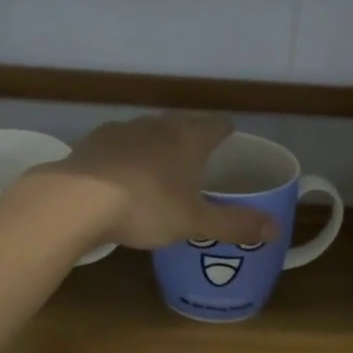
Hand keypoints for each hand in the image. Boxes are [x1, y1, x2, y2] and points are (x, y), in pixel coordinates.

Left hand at [48, 114, 276, 251]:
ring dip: (156, 143)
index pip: (216, 125)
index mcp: (189, 139)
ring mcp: (122, 130)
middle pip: (181, 123)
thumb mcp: (195, 222)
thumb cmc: (146, 207)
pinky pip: (118, 144)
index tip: (230, 135)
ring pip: (148, 131)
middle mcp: (157, 125)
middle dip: (191, 136)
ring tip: (160, 165)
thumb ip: (235, 224)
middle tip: (198, 154)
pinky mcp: (92, 142)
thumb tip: (276, 228)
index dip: (226, 130)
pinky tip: (120, 173)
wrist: (76, 200)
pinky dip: (125, 155)